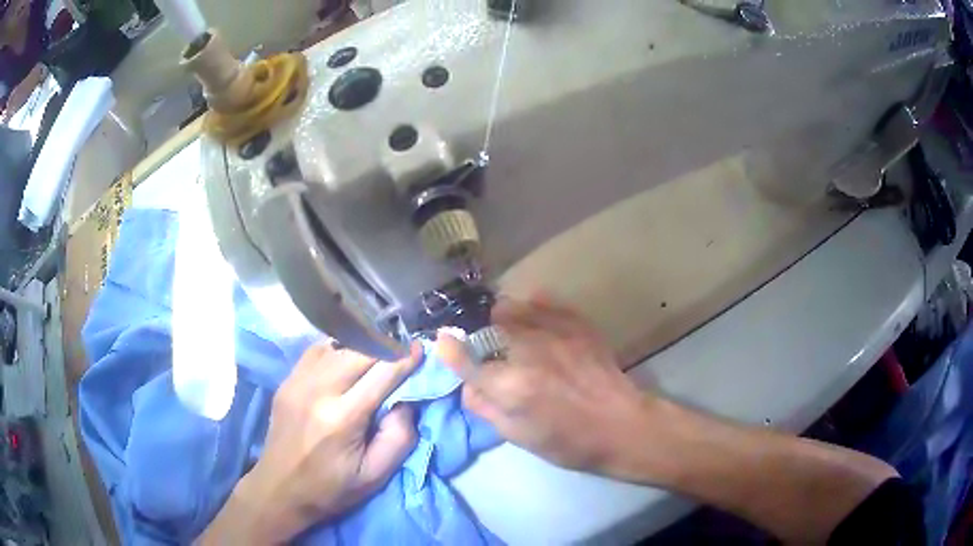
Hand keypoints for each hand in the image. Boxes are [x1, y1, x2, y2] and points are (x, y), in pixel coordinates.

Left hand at [201, 343, 421, 544]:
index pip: (381, 374)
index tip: (420, 348)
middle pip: (358, 350)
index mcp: (342, 419)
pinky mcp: (287, 381)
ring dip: (361, 343)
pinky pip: (317, 351)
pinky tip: (347, 355)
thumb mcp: (375, 476)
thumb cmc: (330, 488)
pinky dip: (338, 347)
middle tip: (402, 347)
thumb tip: (406, 402)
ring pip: (336, 345)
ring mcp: (297, 382)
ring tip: (379, 348)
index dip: (404, 357)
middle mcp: (317, 391)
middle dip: (385, 345)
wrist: (279, 489)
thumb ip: (399, 438)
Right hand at [436, 296, 666, 475]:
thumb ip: (485, 408)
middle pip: (488, 325)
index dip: (449, 349)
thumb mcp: (518, 437)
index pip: (464, 359)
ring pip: (513, 307)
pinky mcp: (577, 324)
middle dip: (482, 337)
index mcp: (510, 387)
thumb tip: (466, 385)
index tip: (442, 341)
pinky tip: (537, 321)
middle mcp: (528, 352)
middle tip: (491, 352)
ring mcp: (555, 333)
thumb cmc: (568, 441)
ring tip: (513, 334)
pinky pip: (544, 301)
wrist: (621, 425)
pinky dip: (533, 308)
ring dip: (504, 320)